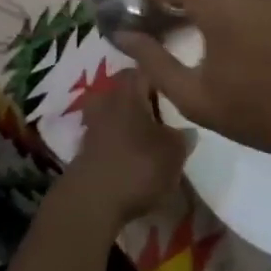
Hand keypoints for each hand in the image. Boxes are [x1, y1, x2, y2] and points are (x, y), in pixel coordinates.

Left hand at [58, 69, 191, 229]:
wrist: (91, 203)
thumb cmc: (138, 166)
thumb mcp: (174, 152)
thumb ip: (183, 137)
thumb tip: (186, 131)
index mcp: (129, 90)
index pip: (147, 68)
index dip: (164, 74)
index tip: (179, 86)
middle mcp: (107, 98)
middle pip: (128, 88)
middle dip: (146, 97)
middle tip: (168, 112)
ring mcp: (92, 123)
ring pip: (117, 110)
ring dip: (132, 120)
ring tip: (153, 135)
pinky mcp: (84, 147)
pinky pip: (108, 133)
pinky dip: (121, 139)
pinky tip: (135, 155)